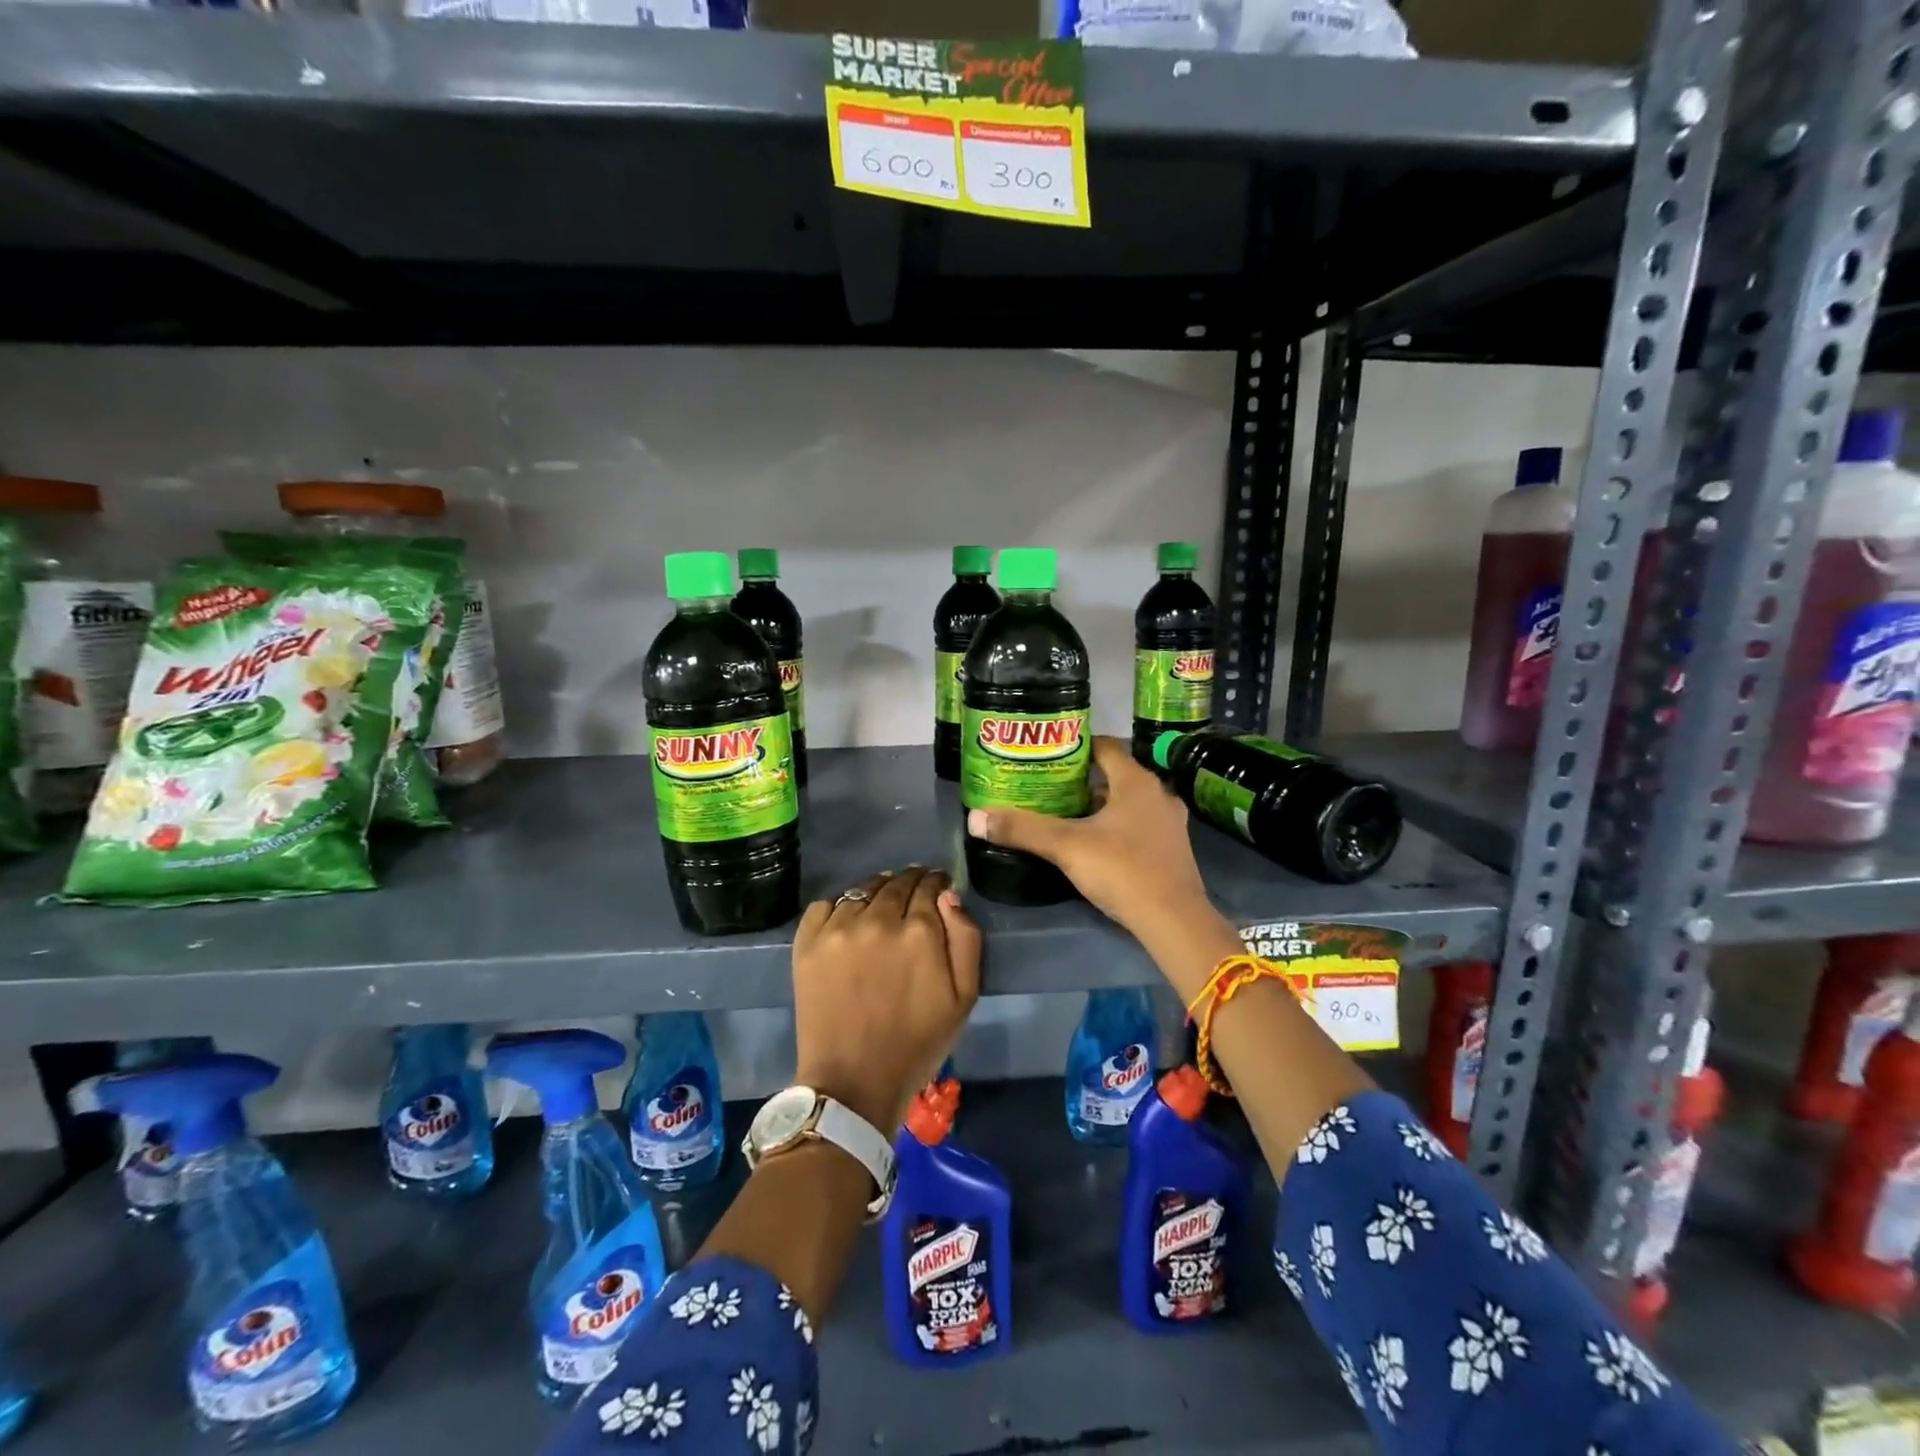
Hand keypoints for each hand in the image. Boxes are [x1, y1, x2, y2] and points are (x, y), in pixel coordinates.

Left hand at [791, 867, 981, 1133]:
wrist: (853, 1084)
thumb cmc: (917, 1044)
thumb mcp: (964, 997)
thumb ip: (965, 938)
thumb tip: (949, 895)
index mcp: (919, 931)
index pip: (930, 886)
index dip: (936, 884)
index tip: (938, 888)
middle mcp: (877, 919)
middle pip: (896, 882)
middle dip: (909, 882)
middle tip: (912, 894)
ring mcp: (838, 929)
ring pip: (862, 890)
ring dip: (876, 891)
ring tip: (880, 905)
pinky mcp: (807, 943)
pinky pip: (825, 904)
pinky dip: (839, 906)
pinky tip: (847, 922)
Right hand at [966, 737, 1221, 967]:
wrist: (1174, 920)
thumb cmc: (1122, 870)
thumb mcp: (1066, 846)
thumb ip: (1022, 829)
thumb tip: (976, 817)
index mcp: (1136, 781)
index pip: (1106, 747)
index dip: (1077, 745)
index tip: (1049, 752)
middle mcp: (1158, 794)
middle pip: (1115, 775)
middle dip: (1083, 779)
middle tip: (1048, 785)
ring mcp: (1170, 823)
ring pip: (1128, 802)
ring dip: (1100, 805)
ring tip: (1065, 813)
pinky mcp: (1172, 849)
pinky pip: (1139, 825)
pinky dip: (1116, 826)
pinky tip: (1094, 843)